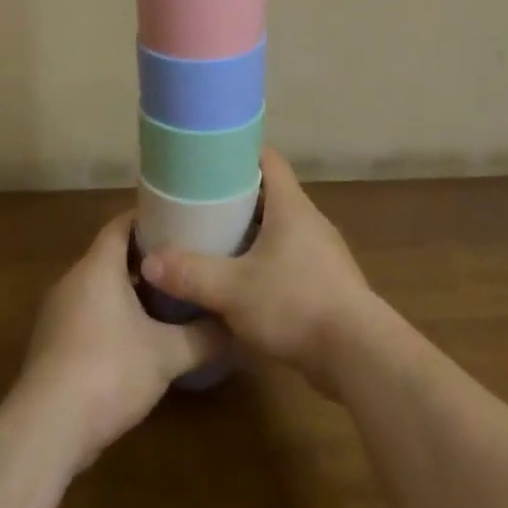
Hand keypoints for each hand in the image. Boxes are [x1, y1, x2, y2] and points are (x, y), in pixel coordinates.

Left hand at [16, 211, 224, 471]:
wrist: (46, 430)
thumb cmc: (108, 371)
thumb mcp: (166, 355)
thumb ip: (202, 337)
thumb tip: (233, 327)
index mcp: (97, 266)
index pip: (121, 224)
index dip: (149, 219)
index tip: (180, 222)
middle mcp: (72, 280)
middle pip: (111, 255)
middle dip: (146, 259)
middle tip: (182, 264)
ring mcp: (57, 313)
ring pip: (98, 288)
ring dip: (129, 291)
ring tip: (167, 302)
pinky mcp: (51, 345)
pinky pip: (86, 315)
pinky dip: (111, 317)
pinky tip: (137, 341)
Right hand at [139, 148, 378, 396]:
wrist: (358, 354)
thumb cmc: (295, 303)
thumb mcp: (233, 289)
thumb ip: (191, 273)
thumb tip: (149, 261)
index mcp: (291, 206)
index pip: (268, 160)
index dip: (239, 154)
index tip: (209, 161)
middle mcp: (309, 221)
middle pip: (271, 195)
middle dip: (237, 198)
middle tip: (200, 207)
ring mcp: (322, 253)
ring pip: (280, 231)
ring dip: (251, 235)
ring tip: (215, 244)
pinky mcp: (327, 283)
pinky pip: (290, 260)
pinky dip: (267, 264)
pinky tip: (244, 285)